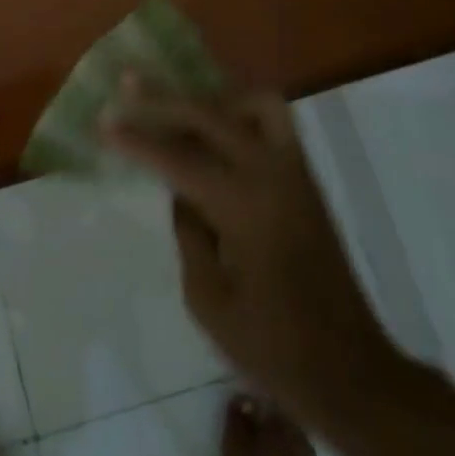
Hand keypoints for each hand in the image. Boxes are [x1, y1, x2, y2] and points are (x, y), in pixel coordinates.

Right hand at [105, 77, 397, 427]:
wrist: (351, 372)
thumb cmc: (272, 348)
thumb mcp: (207, 300)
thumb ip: (188, 232)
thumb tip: (182, 191)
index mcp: (243, 206)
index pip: (178, 157)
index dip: (137, 139)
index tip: (103, 121)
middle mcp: (272, 174)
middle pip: (211, 114)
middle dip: (164, 98)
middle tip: (128, 83)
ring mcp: (296, 173)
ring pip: (255, 103)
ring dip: (213, 98)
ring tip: (180, 107)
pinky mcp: (307, 182)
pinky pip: (272, 125)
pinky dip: (239, 114)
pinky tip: (214, 131)